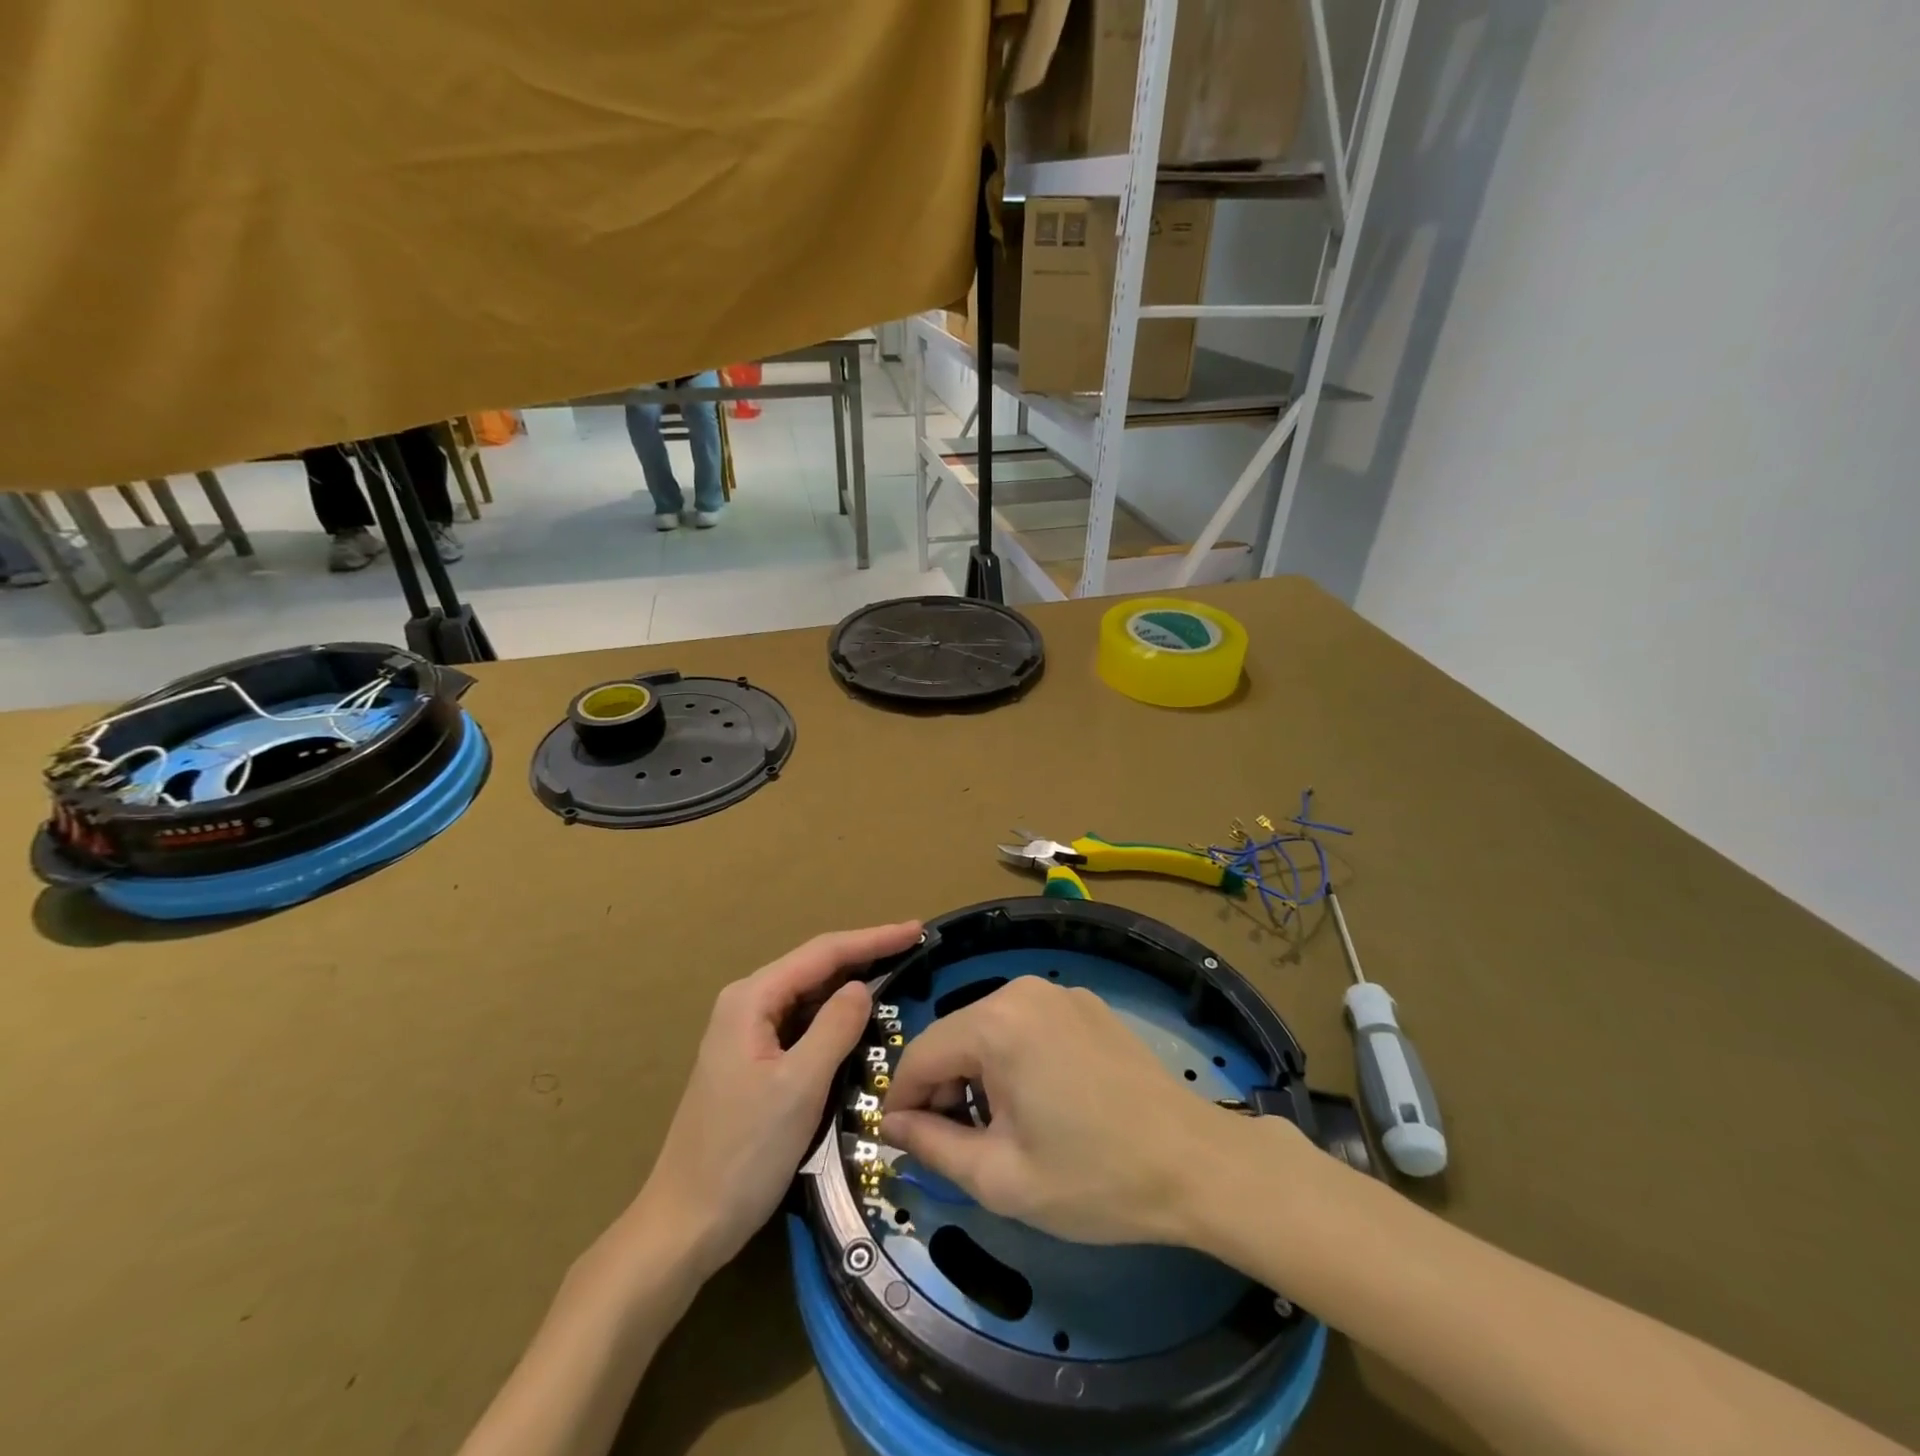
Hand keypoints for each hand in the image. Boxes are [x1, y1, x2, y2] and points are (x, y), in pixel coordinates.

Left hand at [631, 922, 921, 1277]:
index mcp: (752, 999)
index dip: (873, 938)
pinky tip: (861, 1018)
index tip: (917, 931)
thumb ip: (835, 1028)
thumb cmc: (743, 1154)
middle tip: (915, 948)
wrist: (686, 1225)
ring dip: (852, 984)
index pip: (823, 953)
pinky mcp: (754, 1061)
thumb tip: (862, 987)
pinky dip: (836, 1017)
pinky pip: (804, 1024)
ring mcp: (748, 1033)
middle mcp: (747, 1004)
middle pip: (815, 968)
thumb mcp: (799, 1087)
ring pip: (810, 996)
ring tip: (898, 972)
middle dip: (865, 955)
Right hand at [882, 976, 1314, 1244]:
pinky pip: (1026, 1024)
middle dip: (942, 1088)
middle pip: (955, 1036)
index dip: (902, 1100)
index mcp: (996, 1023)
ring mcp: (1059, 992)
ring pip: (988, 1028)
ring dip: (977, 1073)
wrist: (1195, 1163)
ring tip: (999, 1127)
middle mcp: (1022, 991)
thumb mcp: (1002, 1178)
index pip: (921, 1053)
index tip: (903, 1142)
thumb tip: (894, 1125)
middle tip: (955, 1144)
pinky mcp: (1085, 1004)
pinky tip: (1039, 1101)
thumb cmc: (1094, 1177)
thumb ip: (933, 1147)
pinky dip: (1013, 1057)